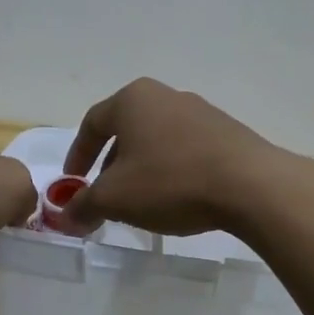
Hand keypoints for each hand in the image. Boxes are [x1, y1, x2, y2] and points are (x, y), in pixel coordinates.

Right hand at [56, 78, 293, 235]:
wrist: (250, 185)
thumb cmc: (170, 182)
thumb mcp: (115, 199)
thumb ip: (83, 206)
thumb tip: (64, 218)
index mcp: (132, 100)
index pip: (91, 124)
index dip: (77, 156)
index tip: (72, 185)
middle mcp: (165, 96)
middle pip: (125, 131)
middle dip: (110, 167)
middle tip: (105, 198)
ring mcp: (200, 111)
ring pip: (156, 141)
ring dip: (141, 170)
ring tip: (141, 202)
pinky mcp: (226, 132)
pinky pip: (185, 150)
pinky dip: (171, 171)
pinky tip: (176, 198)